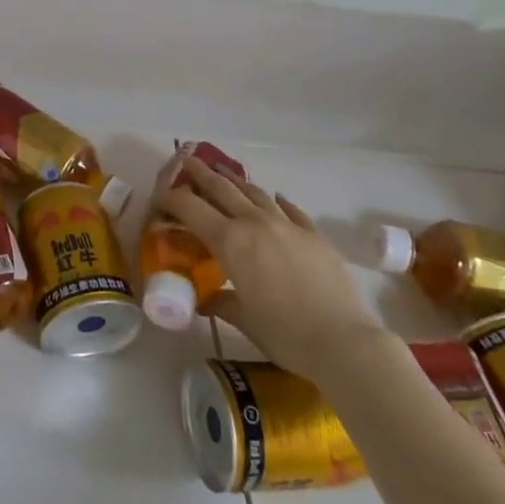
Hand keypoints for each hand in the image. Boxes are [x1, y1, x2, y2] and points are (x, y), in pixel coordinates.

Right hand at [156, 153, 384, 384]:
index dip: (171, 198)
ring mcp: (287, 225)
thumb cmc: (285, 334)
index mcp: (230, 241)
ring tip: (224, 174)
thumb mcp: (244, 319)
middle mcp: (254, 223)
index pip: (190, 208)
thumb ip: (220, 302)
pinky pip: (290, 210)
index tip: (160, 196)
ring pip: (255, 192)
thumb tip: (205, 300)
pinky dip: (277, 201)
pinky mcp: (313, 235)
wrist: (345, 342)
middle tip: (186, 161)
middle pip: (221, 188)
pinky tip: (276, 198)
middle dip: (200, 173)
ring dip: (235, 181)